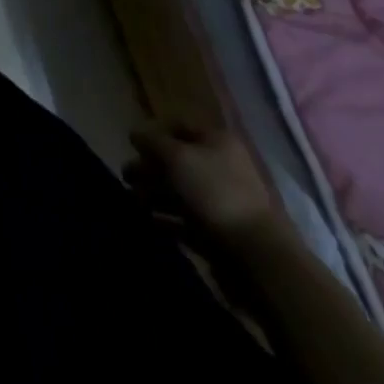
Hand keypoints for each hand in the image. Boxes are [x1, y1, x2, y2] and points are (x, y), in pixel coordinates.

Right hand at [126, 121, 279, 243]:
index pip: (179, 126)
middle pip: (177, 161)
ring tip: (131, 200)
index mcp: (216, 141)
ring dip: (154, 194)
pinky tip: (148, 221)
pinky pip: (186, 220)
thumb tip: (134, 133)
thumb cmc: (215, 192)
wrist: (257, 256)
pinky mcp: (218, 233)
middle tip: (125, 176)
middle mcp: (219, 166)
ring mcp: (220, 202)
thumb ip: (152, 142)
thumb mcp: (177, 157)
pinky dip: (166, 220)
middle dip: (149, 167)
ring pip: (180, 192)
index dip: (154, 132)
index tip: (131, 144)